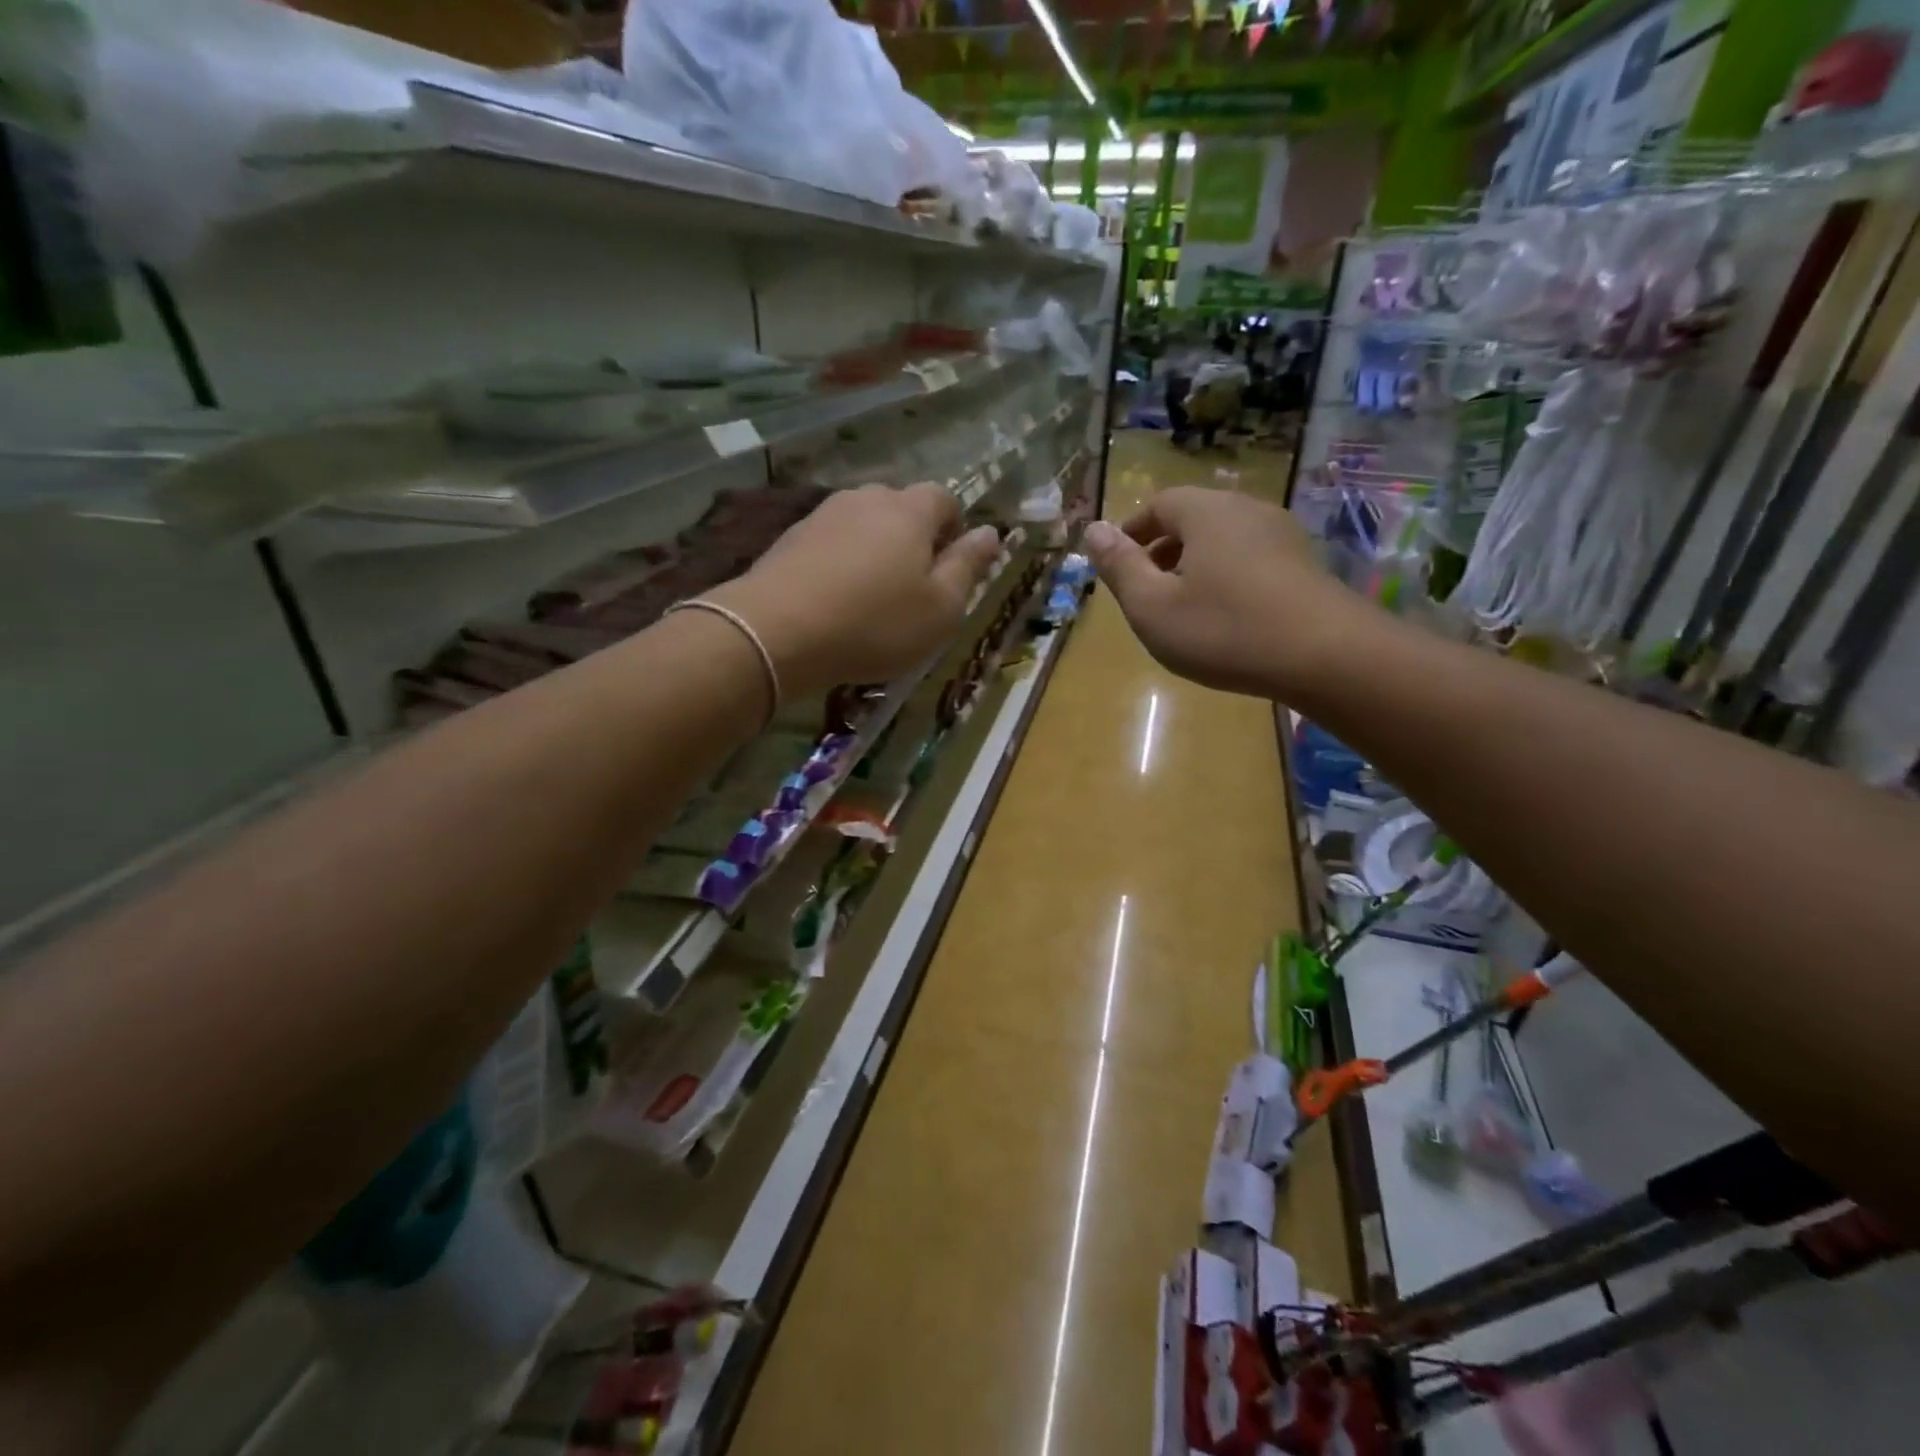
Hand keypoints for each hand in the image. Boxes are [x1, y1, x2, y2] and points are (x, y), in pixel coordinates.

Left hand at [713, 483, 1001, 694]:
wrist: (777, 631)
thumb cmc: (875, 623)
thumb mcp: (941, 608)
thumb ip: (968, 566)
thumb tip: (991, 532)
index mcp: (911, 511)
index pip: (944, 499)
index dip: (954, 529)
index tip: (949, 568)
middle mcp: (867, 499)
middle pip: (902, 507)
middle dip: (914, 539)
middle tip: (912, 587)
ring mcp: (824, 514)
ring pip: (864, 524)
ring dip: (875, 550)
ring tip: (871, 596)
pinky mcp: (791, 536)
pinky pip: (831, 542)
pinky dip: (841, 562)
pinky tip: (835, 598)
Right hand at [1082, 487, 1372, 699]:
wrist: (1327, 656)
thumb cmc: (1224, 629)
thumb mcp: (1152, 606)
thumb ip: (1119, 566)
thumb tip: (1092, 529)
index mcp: (1205, 512)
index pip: (1158, 505)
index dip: (1132, 533)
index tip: (1117, 566)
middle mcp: (1245, 509)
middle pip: (1192, 519)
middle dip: (1162, 550)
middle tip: (1145, 591)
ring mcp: (1281, 535)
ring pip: (1222, 540)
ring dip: (1194, 565)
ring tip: (1182, 607)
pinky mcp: (1304, 563)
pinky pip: (1250, 559)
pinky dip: (1226, 577)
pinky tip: (1226, 617)